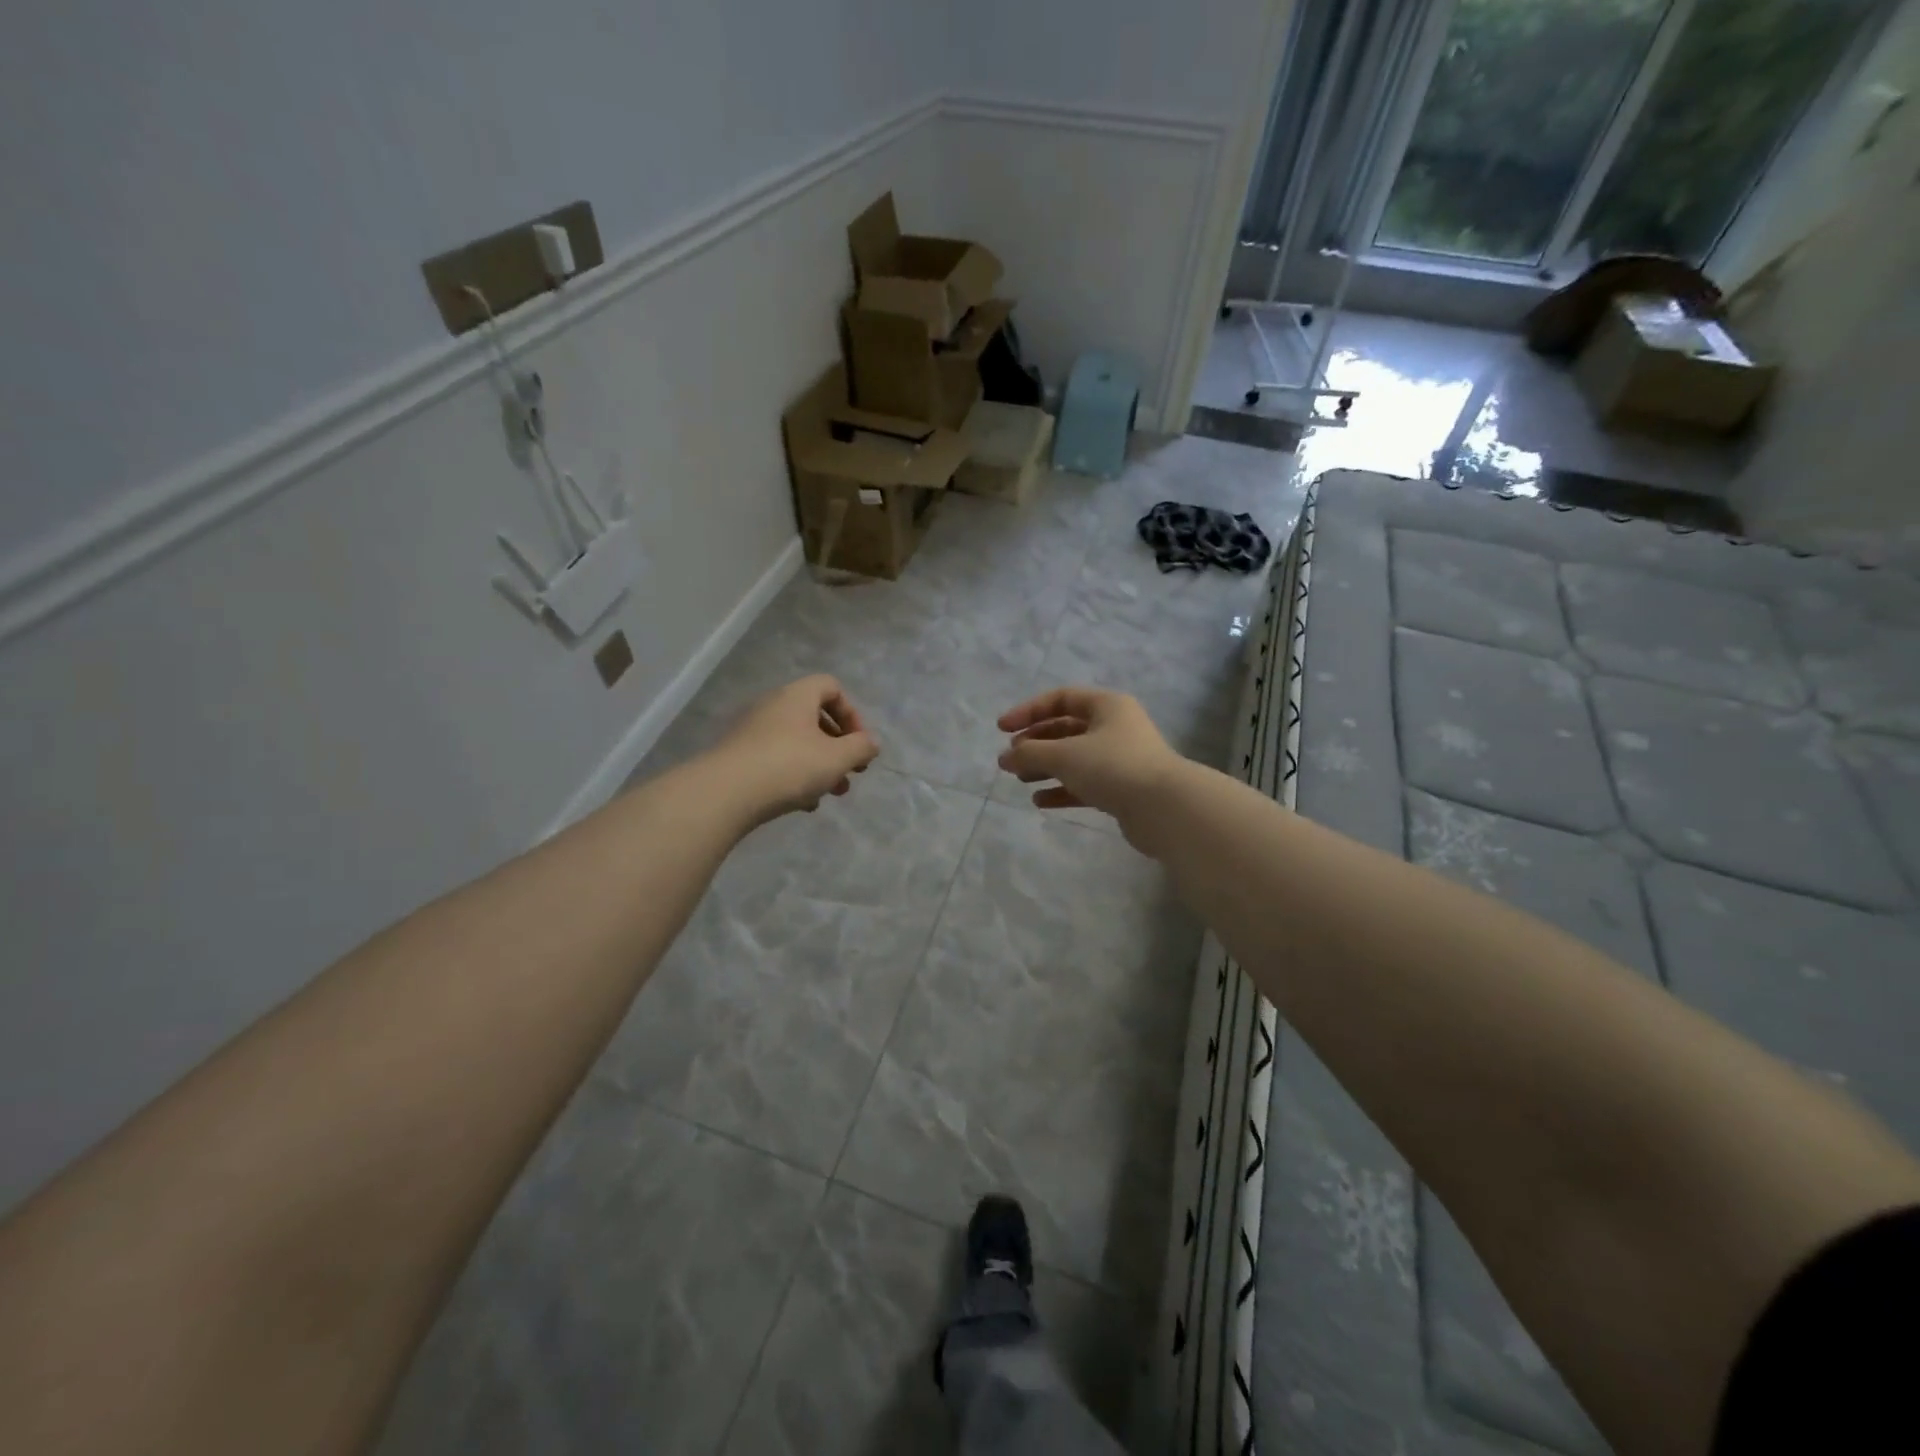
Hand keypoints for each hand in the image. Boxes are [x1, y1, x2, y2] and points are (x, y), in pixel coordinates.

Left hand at [710, 676, 879, 826]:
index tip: (859, 743)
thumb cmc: (789, 766)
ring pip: (796, 742)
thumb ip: (861, 748)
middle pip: (815, 718)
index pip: (831, 687)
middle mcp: (773, 706)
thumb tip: (872, 742)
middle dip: (838, 747)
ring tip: (830, 794)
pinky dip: (794, 775)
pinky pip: (776, 759)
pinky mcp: (739, 756)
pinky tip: (802, 803)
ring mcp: (752, 731)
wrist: (724, 793)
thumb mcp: (837, 759)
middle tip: (851, 774)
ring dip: (819, 765)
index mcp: (797, 696)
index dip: (852, 713)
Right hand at [997, 687, 1182, 841]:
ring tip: (1020, 779)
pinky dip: (1062, 790)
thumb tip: (1004, 758)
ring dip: (1046, 767)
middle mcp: (1115, 727)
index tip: (1002, 729)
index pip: (1061, 698)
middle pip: (1066, 728)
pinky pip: (1085, 784)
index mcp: (1107, 706)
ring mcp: (1120, 759)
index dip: (1028, 711)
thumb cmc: (1112, 767)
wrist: (1164, 808)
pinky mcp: (1122, 789)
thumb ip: (1030, 753)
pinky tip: (1040, 801)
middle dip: (1036, 742)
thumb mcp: (1064, 755)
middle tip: (1012, 758)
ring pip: (1074, 758)